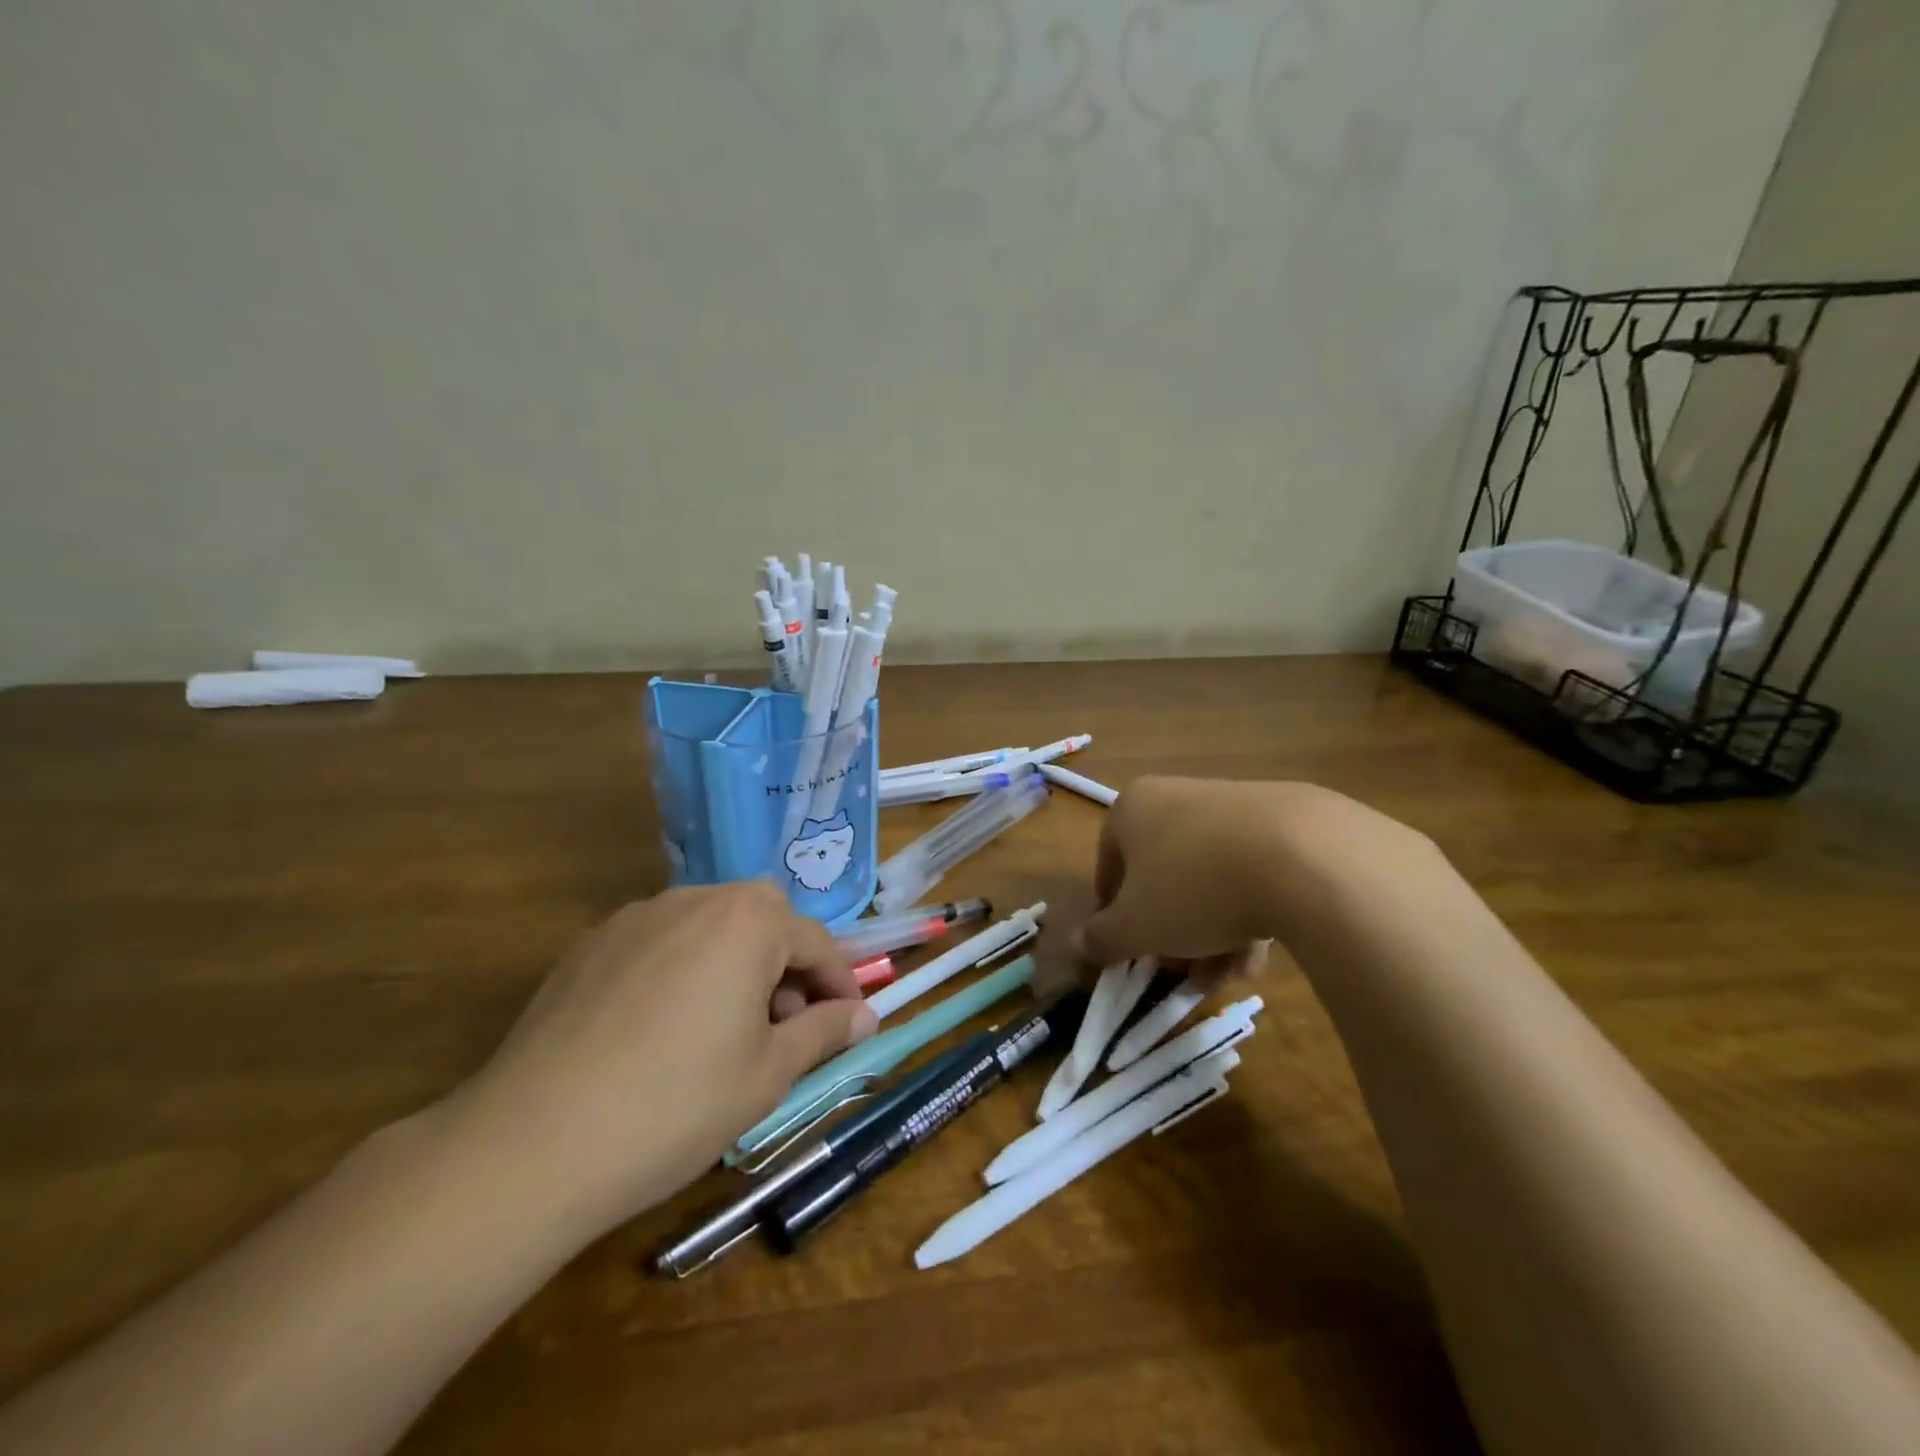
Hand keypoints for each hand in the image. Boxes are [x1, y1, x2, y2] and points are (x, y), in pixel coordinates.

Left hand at [452, 882, 876, 1240]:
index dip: (840, 983)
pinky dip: (684, 966)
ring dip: (735, 959)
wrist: (532, 1143)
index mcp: (747, 922)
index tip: (849, 1021)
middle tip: (784, 1021)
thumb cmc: (676, 1105)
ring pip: (710, 923)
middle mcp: (696, 900)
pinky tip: (664, 1026)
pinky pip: (661, 940)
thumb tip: (865, 1015)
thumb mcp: (768, 1074)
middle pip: (762, 916)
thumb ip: (823, 1032)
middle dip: (786, 960)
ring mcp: (637, 917)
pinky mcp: (592, 944)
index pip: (815, 941)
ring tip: (725, 1024)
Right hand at [1073, 776, 1417, 979]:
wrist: (1304, 858)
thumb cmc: (1193, 888)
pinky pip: (1251, 872)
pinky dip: (1249, 913)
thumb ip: (1101, 939)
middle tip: (1182, 972)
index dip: (1115, 916)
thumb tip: (1077, 945)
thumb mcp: (1136, 927)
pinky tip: (1260, 955)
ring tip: (1227, 975)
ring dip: (1210, 933)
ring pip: (1208, 879)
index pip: (1109, 867)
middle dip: (1170, 932)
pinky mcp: (1285, 822)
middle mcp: (1178, 796)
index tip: (1132, 953)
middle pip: (1162, 876)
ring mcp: (1234, 805)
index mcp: (1133, 807)